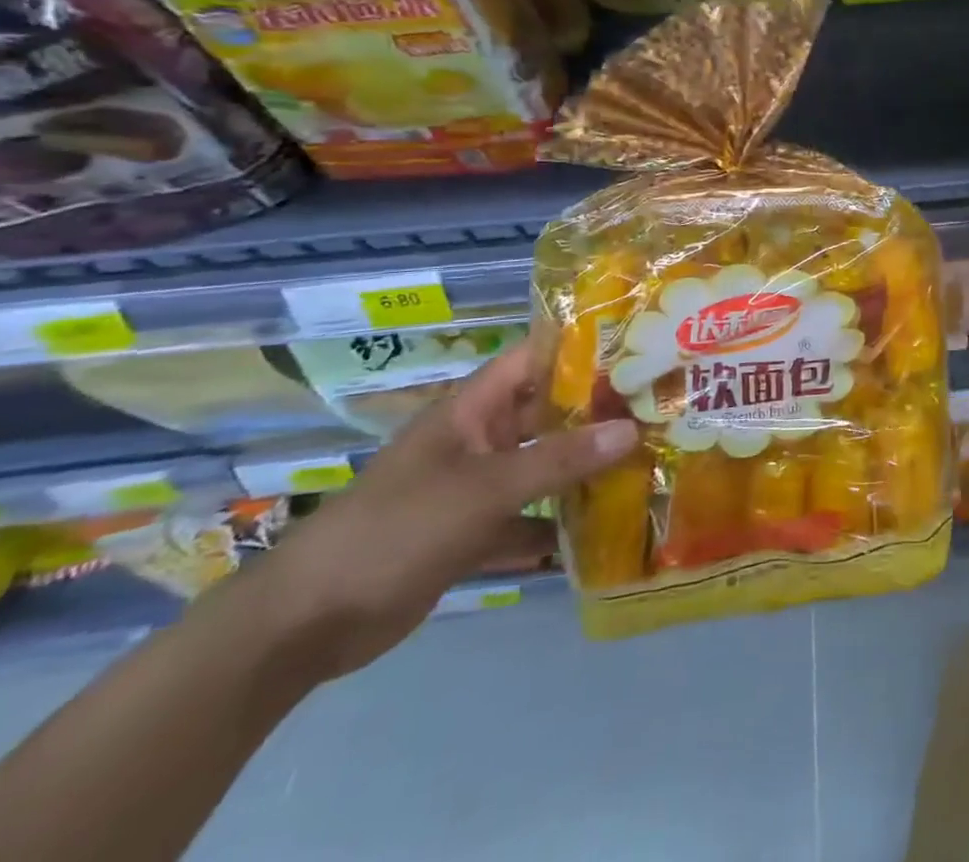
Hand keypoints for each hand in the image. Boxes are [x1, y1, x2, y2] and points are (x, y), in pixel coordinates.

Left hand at [239, 330, 637, 682]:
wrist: (307, 624)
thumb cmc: (397, 529)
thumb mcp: (484, 489)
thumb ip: (560, 460)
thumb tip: (633, 429)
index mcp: (475, 408)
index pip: (537, 358)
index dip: (585, 347)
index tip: (642, 345)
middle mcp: (480, 438)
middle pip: (548, 413)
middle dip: (599, 411)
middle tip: (661, 407)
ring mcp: (476, 486)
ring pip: (543, 466)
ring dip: (585, 468)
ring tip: (649, 461)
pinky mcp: (473, 532)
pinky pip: (529, 516)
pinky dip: (560, 522)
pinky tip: (606, 529)